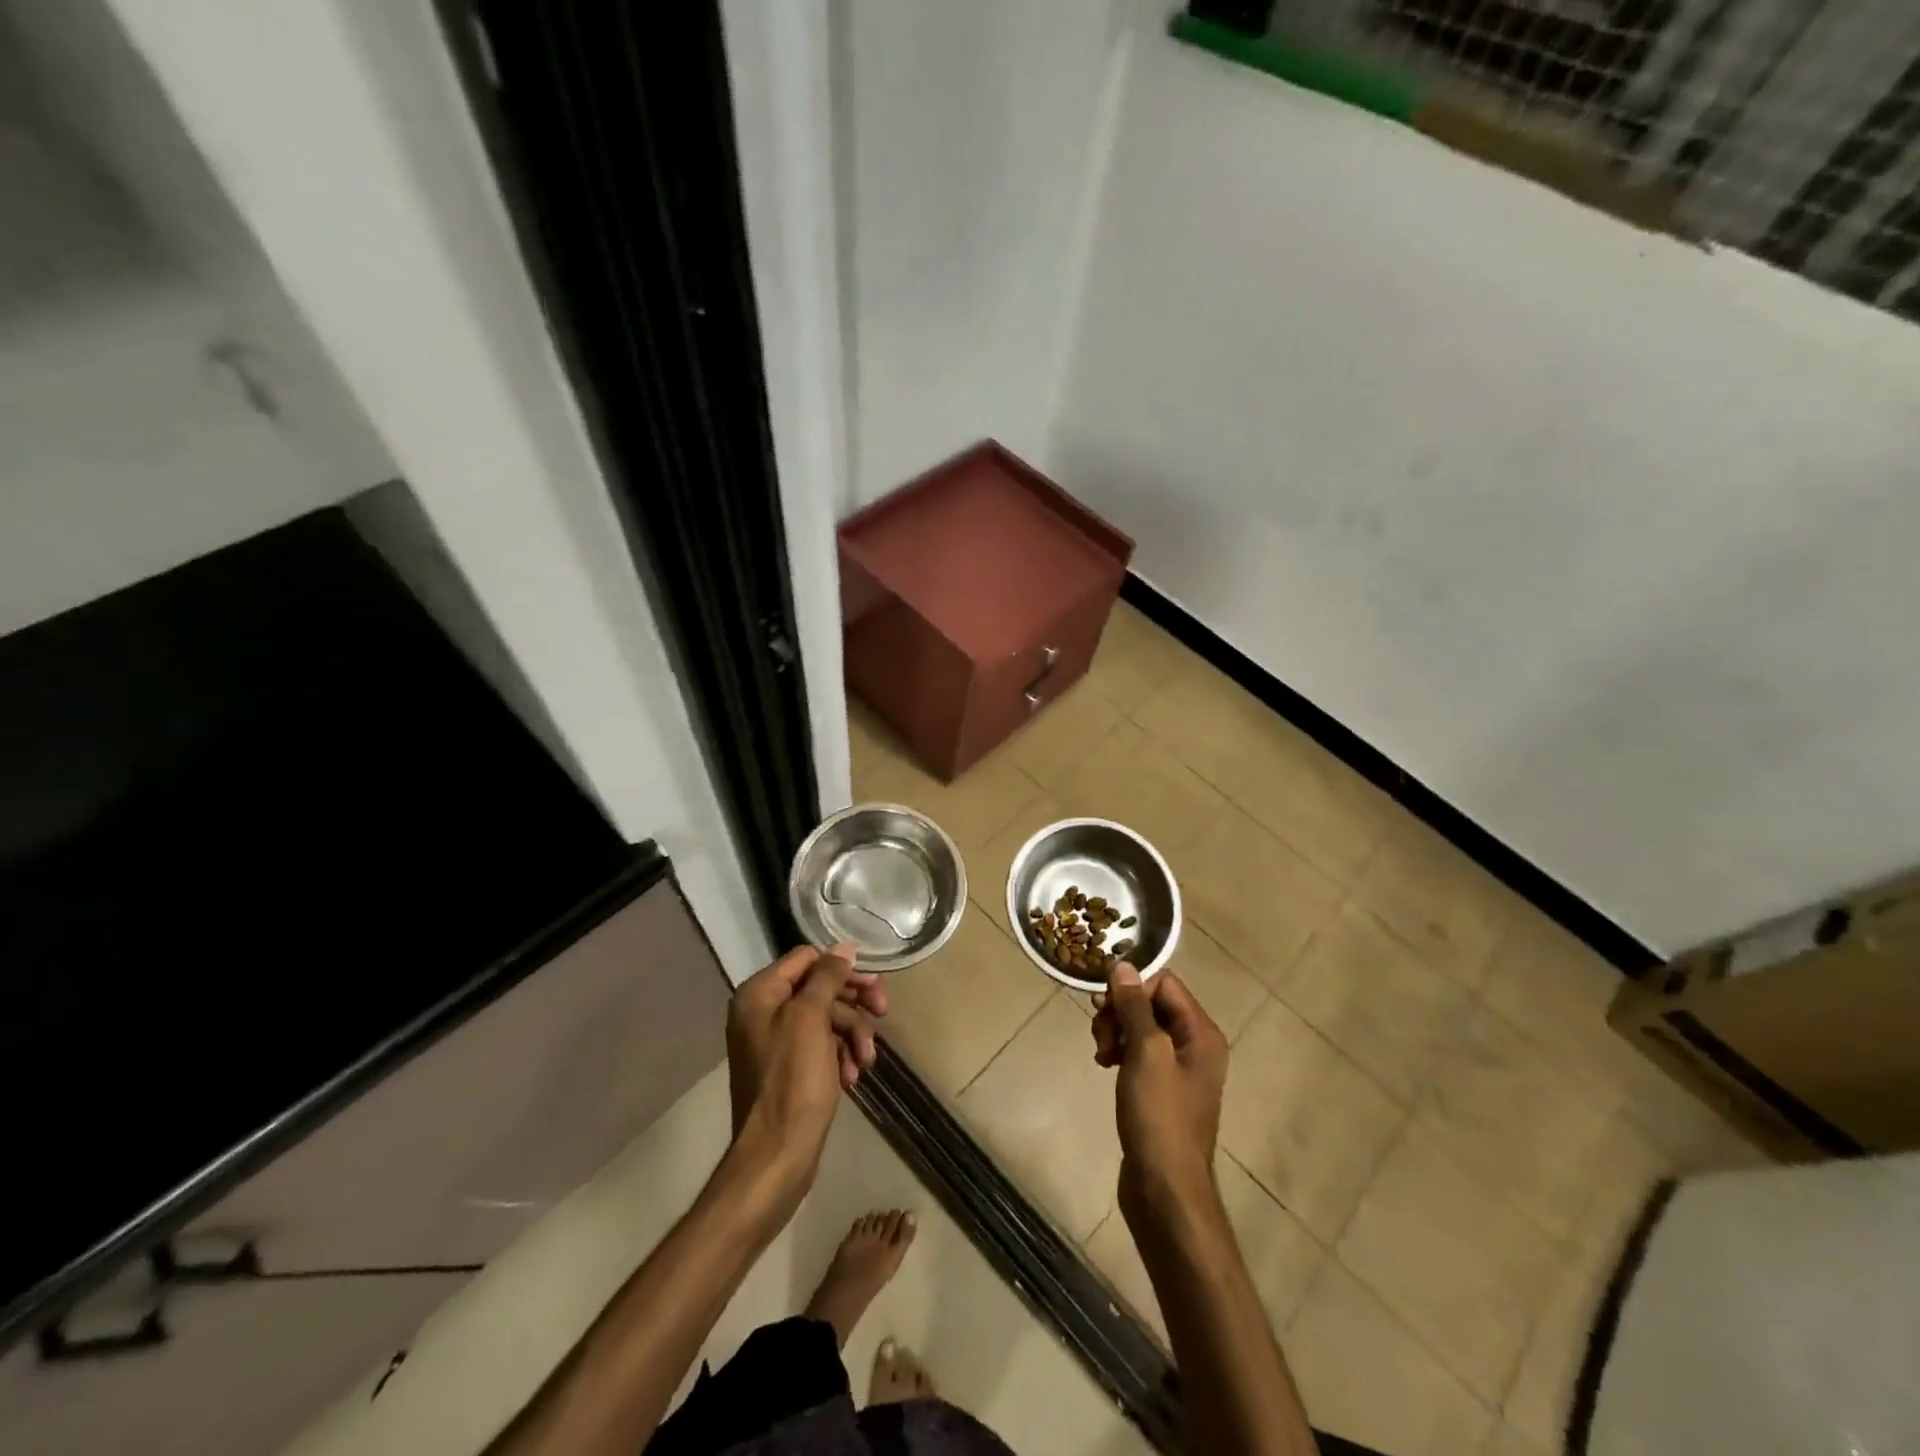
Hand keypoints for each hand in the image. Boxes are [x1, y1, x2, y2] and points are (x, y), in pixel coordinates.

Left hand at [724, 943, 886, 1191]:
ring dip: (852, 1035)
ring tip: (866, 1061)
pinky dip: (840, 1057)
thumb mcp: (811, 1018)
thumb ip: (826, 977)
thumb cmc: (793, 1080)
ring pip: (826, 1019)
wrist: (778, 1155)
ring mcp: (775, 1043)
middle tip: (883, 1012)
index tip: (871, 986)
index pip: (806, 959)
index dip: (841, 969)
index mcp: (759, 994)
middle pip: (819, 989)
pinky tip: (852, 1077)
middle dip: (853, 1005)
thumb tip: (843, 947)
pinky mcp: (789, 1070)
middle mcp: (762, 1013)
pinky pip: (821, 1047)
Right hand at [1091, 966, 1228, 1207]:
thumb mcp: (1146, 1054)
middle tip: (1099, 1034)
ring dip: (1116, 1031)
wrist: (1165, 1190)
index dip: (1132, 989)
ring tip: (1101, 1054)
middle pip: (1152, 1004)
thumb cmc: (1159, 1117)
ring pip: (1141, 1027)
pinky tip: (1104, 1064)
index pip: (1164, 984)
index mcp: (1201, 1033)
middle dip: (1120, 1011)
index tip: (1105, 1007)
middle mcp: (1196, 1046)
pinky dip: (1119, 1052)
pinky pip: (1139, 1053)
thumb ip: (1135, 1007)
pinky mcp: (1162, 1090)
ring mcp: (1179, 1070)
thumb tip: (1123, 965)